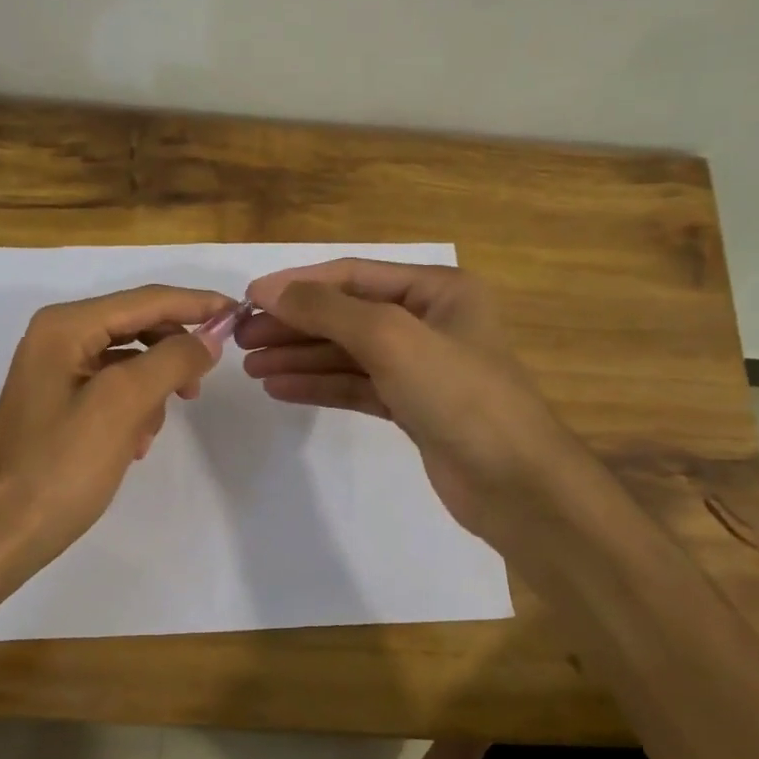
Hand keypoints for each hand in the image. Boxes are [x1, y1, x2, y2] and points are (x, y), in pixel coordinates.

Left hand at [0, 284, 231, 576]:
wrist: (3, 531)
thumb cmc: (62, 465)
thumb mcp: (123, 404)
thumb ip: (172, 360)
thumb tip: (209, 338)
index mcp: (65, 326)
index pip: (145, 300)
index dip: (196, 304)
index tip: (238, 313)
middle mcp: (57, 337)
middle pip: (136, 326)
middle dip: (172, 353)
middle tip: (201, 385)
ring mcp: (55, 370)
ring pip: (128, 360)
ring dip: (153, 388)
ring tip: (153, 429)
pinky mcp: (59, 402)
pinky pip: (112, 388)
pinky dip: (133, 408)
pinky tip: (135, 444)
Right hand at [237, 260, 559, 545]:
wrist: (515, 484)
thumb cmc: (459, 394)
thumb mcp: (392, 338)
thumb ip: (329, 310)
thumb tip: (271, 291)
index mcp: (437, 290)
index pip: (354, 274)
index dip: (299, 284)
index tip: (248, 298)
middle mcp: (429, 321)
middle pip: (347, 314)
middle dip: (295, 324)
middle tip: (242, 338)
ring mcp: (420, 367)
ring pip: (347, 352)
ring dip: (300, 356)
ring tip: (251, 366)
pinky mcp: (411, 406)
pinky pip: (355, 386)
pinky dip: (319, 385)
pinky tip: (280, 388)